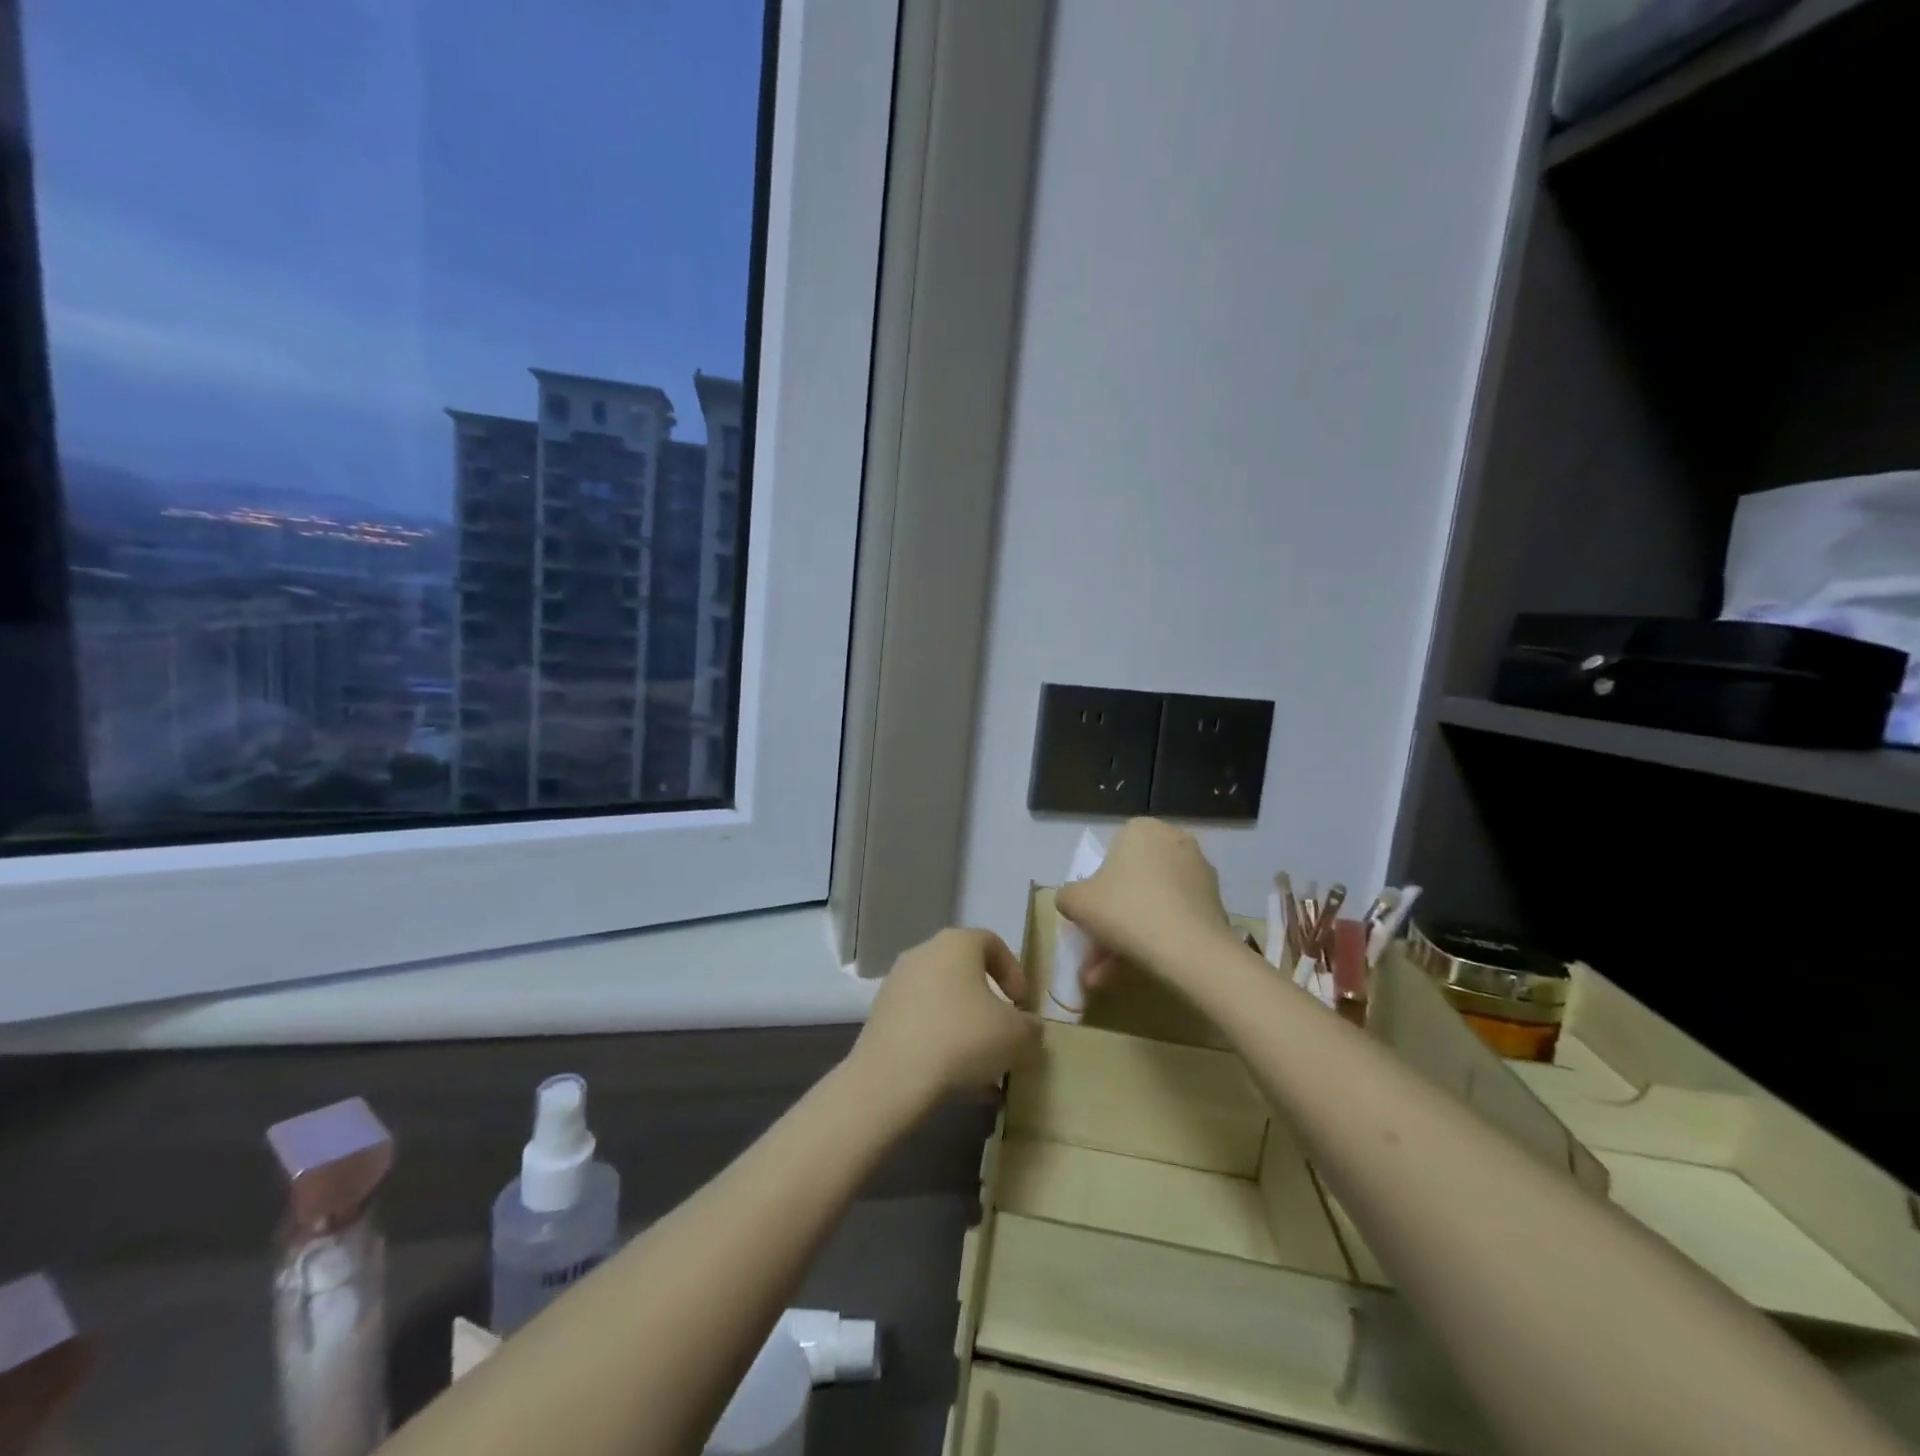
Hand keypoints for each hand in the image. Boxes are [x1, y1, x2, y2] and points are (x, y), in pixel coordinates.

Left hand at [852, 928, 1040, 1102]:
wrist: (893, 1077)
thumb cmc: (963, 1038)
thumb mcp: (1016, 1035)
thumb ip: (1030, 1027)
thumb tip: (1028, 1026)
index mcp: (956, 944)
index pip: (992, 942)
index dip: (1013, 971)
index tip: (1021, 1004)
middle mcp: (923, 953)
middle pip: (964, 972)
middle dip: (988, 1002)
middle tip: (1003, 1033)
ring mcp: (897, 984)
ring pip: (943, 1001)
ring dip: (965, 1027)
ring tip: (983, 1066)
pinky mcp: (881, 1016)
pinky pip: (922, 1023)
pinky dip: (941, 1043)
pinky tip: (957, 1081)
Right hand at [1055, 818, 1234, 985]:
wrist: (1190, 950)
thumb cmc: (1126, 911)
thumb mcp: (1076, 902)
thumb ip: (1067, 896)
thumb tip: (1073, 901)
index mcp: (1141, 829)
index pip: (1111, 854)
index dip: (1097, 887)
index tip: (1090, 916)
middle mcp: (1174, 841)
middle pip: (1132, 882)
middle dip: (1112, 919)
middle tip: (1097, 951)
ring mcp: (1199, 872)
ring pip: (1152, 904)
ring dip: (1129, 935)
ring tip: (1109, 975)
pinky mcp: (1215, 902)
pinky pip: (1174, 917)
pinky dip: (1156, 939)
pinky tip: (1138, 970)